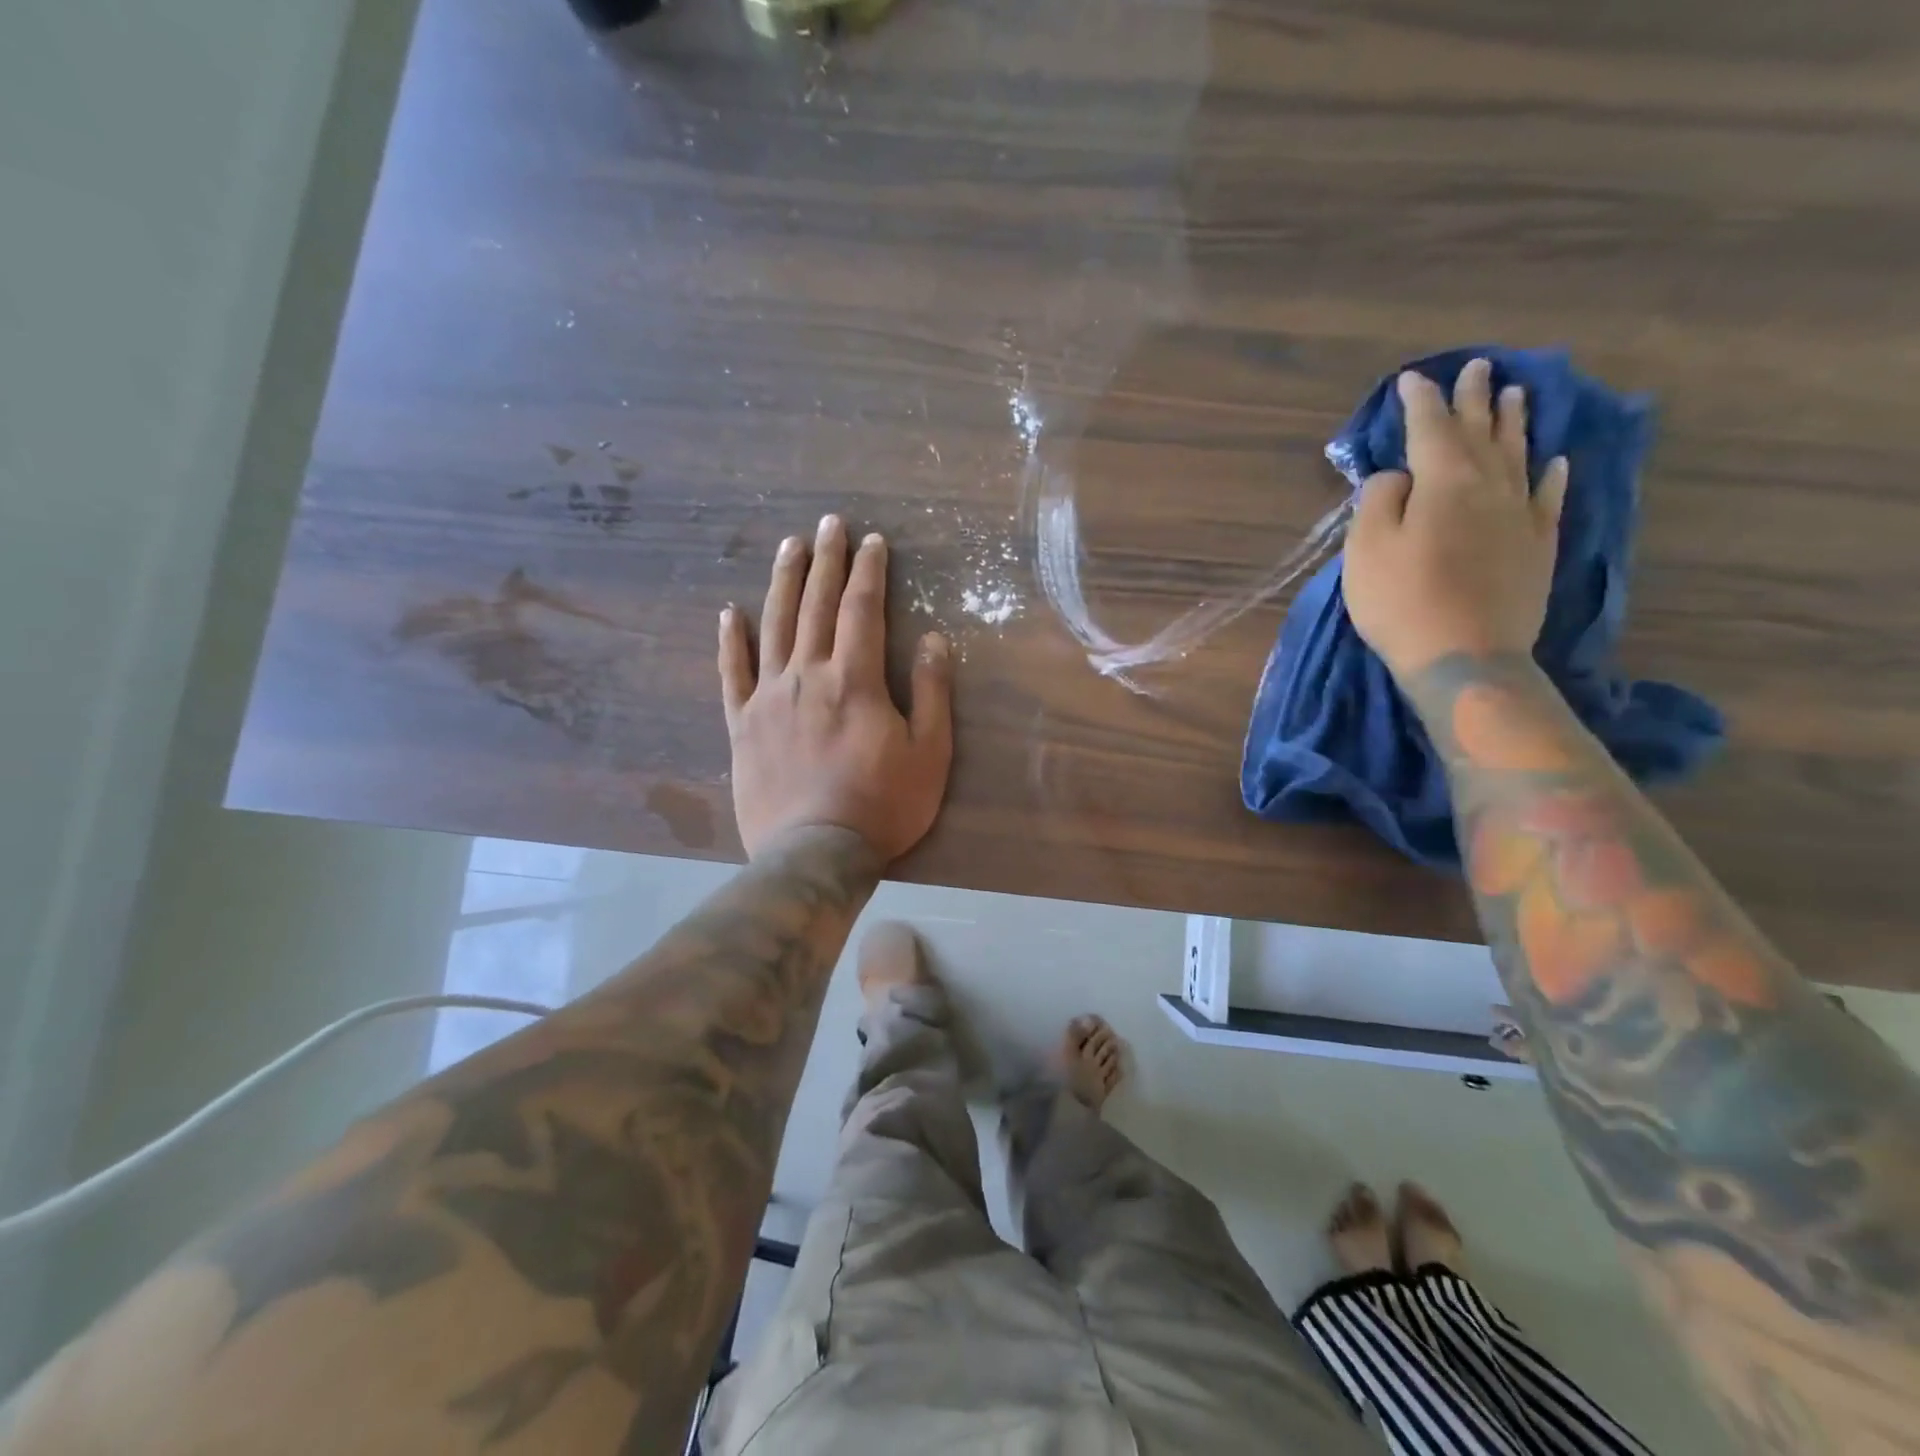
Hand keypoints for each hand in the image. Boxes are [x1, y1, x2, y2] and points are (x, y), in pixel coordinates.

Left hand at [718, 515, 952, 861]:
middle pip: (816, 606)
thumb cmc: (882, 805)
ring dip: (783, 583)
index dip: (869, 572)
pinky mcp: (742, 725)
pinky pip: (732, 674)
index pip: (862, 610)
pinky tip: (730, 613)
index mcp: (855, 680)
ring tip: (789, 546)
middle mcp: (807, 676)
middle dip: (826, 561)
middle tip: (829, 524)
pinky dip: (731, 641)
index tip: (872, 541)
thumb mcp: (929, 753)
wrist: (815, 853)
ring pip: (774, 626)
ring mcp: (769, 698)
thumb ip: (932, 692)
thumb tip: (934, 639)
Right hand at [1341, 358, 1568, 678]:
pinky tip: (1555, 461)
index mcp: (1443, 482)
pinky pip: (1548, 498)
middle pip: (1481, 432)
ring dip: (1514, 423)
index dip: (1420, 402)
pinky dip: (1550, 476)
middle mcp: (1489, 486)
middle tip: (1476, 368)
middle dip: (1473, 399)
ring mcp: (1519, 516)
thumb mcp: (1366, 549)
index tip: (1411, 379)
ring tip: (1515, 394)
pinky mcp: (1536, 546)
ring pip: (1518, 456)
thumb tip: (1398, 475)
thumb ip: (1378, 501)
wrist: (1465, 656)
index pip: (1430, 429)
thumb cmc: (1402, 602)